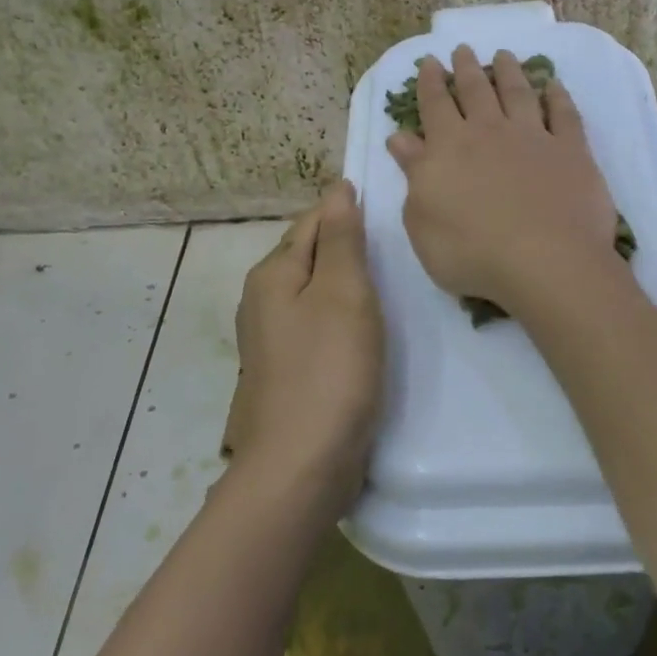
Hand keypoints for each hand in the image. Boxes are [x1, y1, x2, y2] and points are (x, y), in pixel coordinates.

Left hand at [220, 181, 383, 518]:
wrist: (301, 465)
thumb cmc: (329, 371)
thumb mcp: (343, 294)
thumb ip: (340, 240)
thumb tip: (337, 190)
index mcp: (272, 273)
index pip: (313, 221)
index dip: (347, 210)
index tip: (388, 210)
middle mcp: (262, 300)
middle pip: (309, 255)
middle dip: (345, 245)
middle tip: (394, 245)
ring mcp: (271, 339)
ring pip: (314, 292)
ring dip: (345, 282)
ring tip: (386, 281)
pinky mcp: (287, 370)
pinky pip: (316, 326)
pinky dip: (341, 317)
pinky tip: (364, 328)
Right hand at [385, 45, 619, 316]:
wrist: (545, 261)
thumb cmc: (471, 252)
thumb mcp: (422, 221)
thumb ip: (414, 174)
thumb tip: (401, 138)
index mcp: (449, 148)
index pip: (435, 105)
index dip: (431, 82)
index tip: (430, 62)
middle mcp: (490, 132)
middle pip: (476, 91)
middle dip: (467, 68)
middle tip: (463, 49)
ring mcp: (534, 137)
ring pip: (518, 93)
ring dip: (509, 72)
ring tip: (504, 55)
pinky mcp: (571, 151)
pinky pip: (564, 114)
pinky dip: (558, 97)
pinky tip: (554, 86)